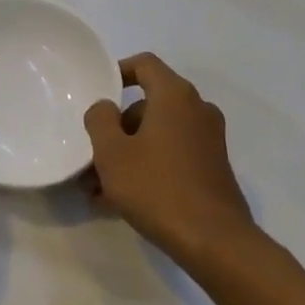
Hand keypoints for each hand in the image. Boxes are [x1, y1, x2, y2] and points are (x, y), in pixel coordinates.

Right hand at [84, 53, 260, 269]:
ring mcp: (208, 140)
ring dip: (126, 154)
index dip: (118, 72)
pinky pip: (170, 157)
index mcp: (175, 96)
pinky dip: (146, 168)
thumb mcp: (112, 152)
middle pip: (147, 106)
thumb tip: (105, 108)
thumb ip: (100, 120)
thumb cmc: (157, 187)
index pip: (145, 64)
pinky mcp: (211, 168)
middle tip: (90, 156)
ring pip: (156, 136)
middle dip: (115, 129)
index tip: (97, 92)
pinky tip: (118, 202)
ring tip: (96, 189)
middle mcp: (197, 110)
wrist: (214, 240)